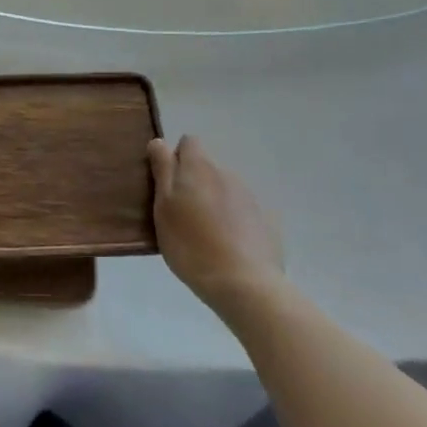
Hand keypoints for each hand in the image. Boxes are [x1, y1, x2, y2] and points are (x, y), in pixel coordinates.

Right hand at [148, 135, 284, 310]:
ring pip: (224, 189)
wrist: (244, 284)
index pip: (188, 142)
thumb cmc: (191, 245)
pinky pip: (243, 211)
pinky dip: (233, 221)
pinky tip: (228, 248)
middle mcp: (226, 173)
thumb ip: (162, 171)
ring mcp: (249, 196)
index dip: (176, 158)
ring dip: (213, 202)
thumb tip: (160, 142)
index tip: (167, 185)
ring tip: (205, 236)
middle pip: (206, 167)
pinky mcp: (266, 220)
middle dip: (194, 183)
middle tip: (182, 216)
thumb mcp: (163, 208)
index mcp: (199, 167)